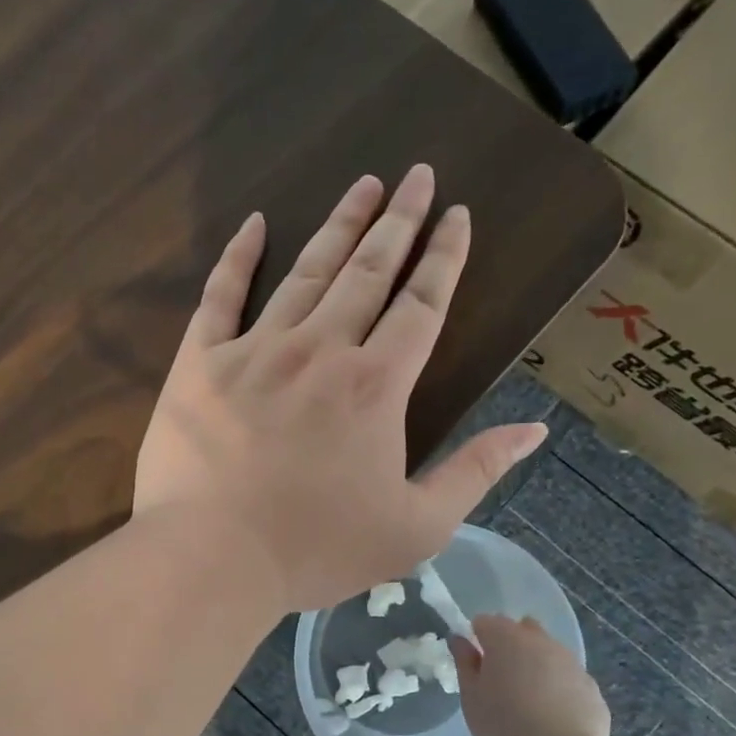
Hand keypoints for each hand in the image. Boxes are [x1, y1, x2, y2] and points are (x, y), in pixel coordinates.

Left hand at [134, 166, 547, 613]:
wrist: (213, 559)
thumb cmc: (316, 550)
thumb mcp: (416, 528)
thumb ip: (475, 473)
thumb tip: (535, 430)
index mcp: (375, 386)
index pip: (421, 305)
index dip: (444, 258)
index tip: (457, 216)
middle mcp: (320, 350)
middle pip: (368, 272)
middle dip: (398, 221)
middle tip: (416, 175)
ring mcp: (255, 351)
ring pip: (306, 272)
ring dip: (339, 226)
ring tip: (364, 184)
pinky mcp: (199, 364)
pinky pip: (220, 296)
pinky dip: (238, 256)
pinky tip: (256, 223)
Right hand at [454, 614, 611, 735]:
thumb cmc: (502, 724)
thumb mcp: (471, 695)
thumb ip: (464, 662)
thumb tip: (460, 640)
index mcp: (506, 638)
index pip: (485, 622)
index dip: (477, 639)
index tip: (475, 664)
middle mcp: (542, 641)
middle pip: (522, 629)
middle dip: (511, 645)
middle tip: (501, 679)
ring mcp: (571, 662)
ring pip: (549, 652)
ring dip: (537, 665)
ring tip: (529, 700)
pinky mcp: (591, 686)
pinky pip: (568, 679)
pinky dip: (559, 688)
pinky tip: (553, 716)